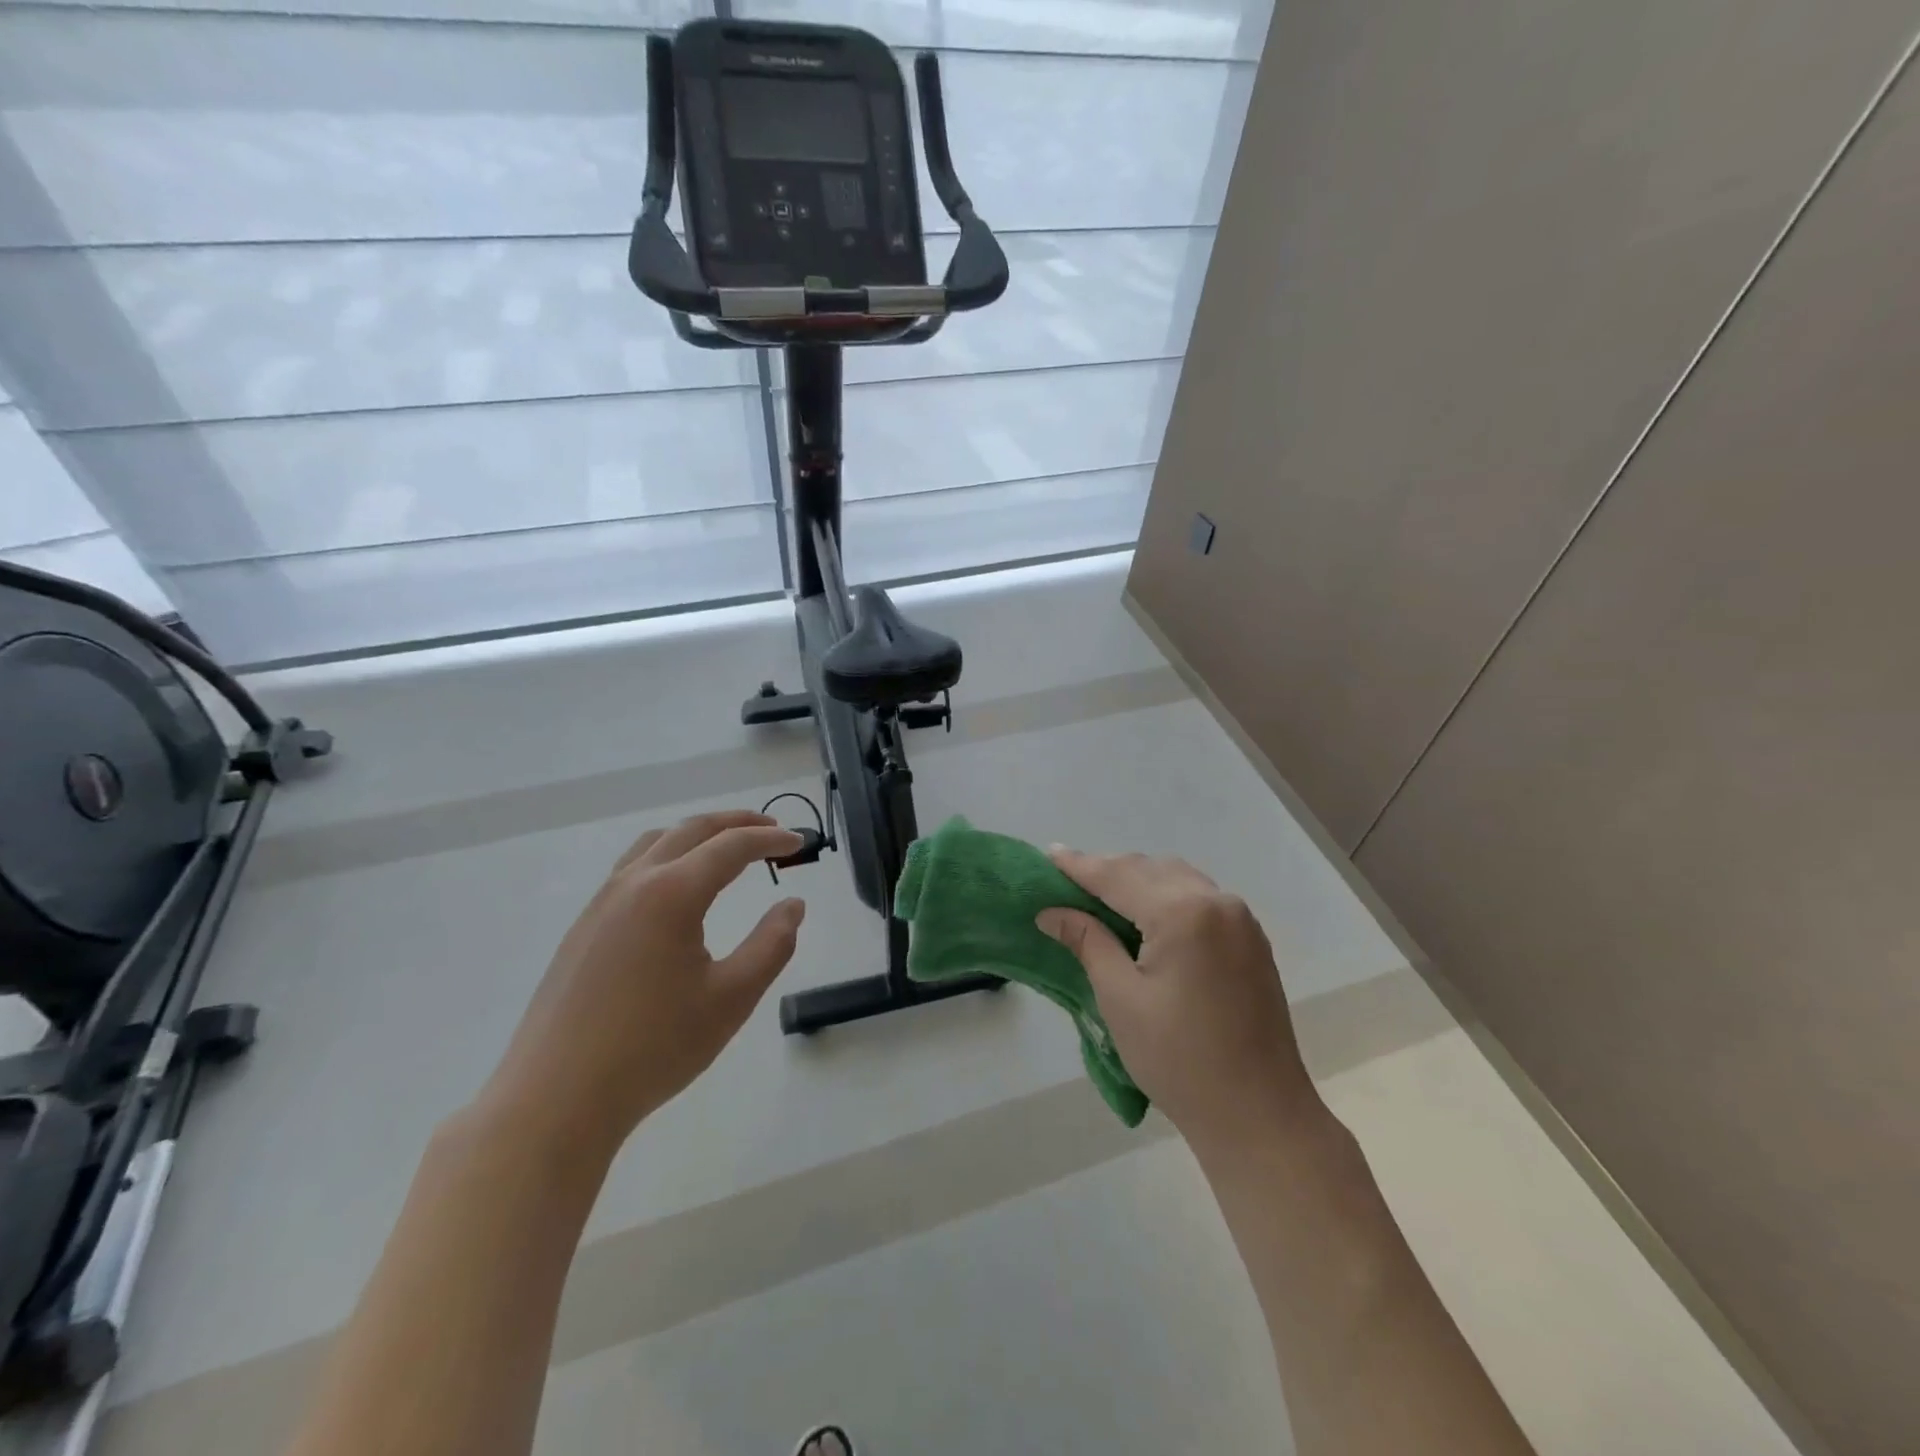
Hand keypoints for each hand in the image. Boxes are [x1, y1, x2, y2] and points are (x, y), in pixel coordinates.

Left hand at [480, 811, 805, 1156]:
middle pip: (691, 830)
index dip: (770, 839)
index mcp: (672, 894)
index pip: (731, 847)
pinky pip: (632, 868)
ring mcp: (601, 903)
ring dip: (698, 834)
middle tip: (771, 830)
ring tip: (727, 848)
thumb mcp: (732, 998)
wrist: (556, 1099)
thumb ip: (772, 944)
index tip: (799, 843)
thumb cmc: (654, 1048)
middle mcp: (633, 883)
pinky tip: (679, 888)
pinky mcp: (583, 927)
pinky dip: (668, 855)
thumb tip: (792, 905)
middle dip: (736, 823)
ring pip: (655, 843)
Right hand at [1038, 850, 1319, 1157]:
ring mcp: (1240, 919)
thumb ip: (1088, 941)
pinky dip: (1166, 895)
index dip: (1079, 866)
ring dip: (1138, 880)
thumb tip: (1052, 911)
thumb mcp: (1120, 998)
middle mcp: (1216, 901)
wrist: (1259, 1114)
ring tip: (1100, 895)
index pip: (1119, 876)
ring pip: (1177, 878)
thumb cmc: (1178, 1059)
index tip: (1048, 854)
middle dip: (1107, 870)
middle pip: (1149, 869)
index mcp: (1183, 912)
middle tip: (1067, 880)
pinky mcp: (1251, 939)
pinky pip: (1199, 897)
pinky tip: (1144, 914)